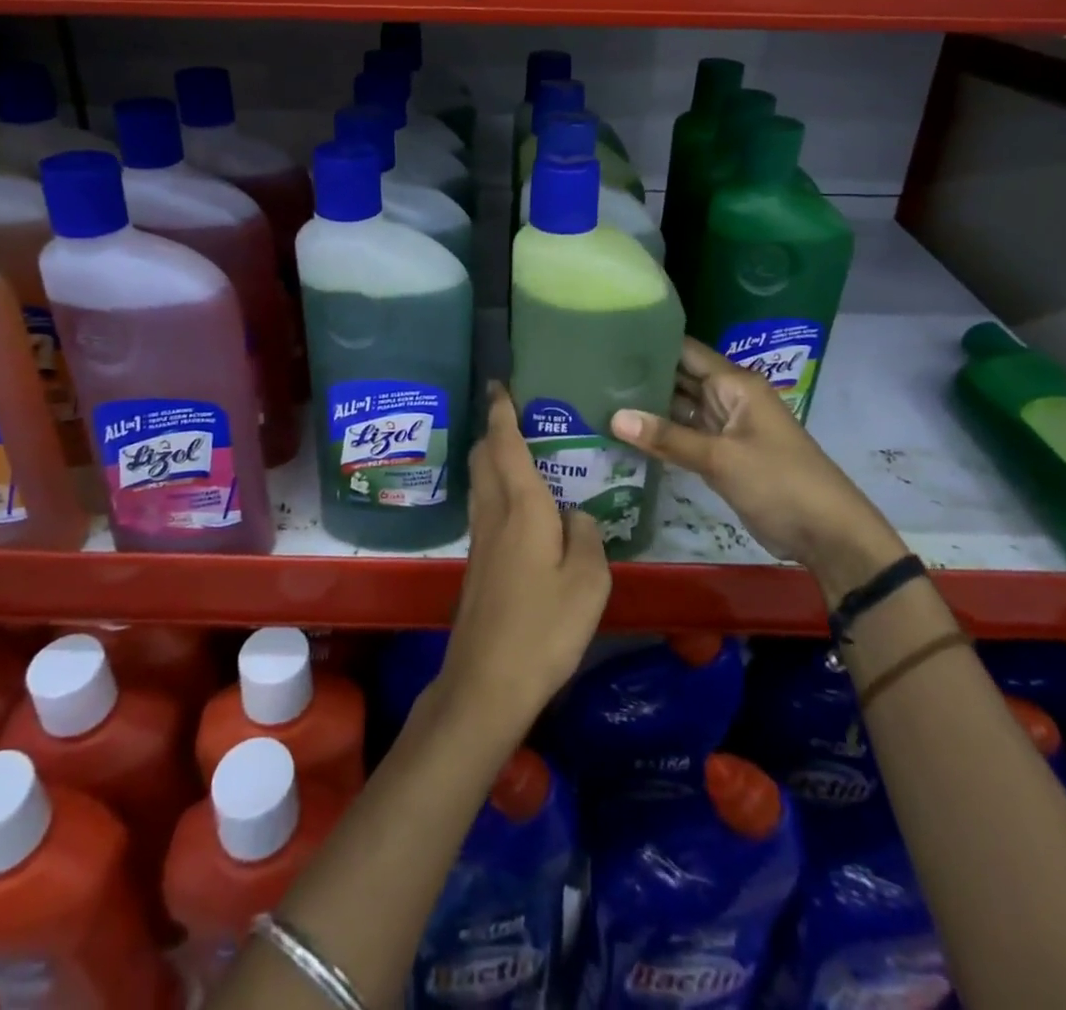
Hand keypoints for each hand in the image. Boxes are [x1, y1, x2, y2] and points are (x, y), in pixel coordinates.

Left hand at [433, 385, 611, 745]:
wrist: (487, 681)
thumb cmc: (544, 627)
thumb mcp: (589, 582)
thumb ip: (587, 536)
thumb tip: (577, 514)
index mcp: (522, 507)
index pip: (505, 444)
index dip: (502, 411)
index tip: (499, 384)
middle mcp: (494, 514)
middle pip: (483, 458)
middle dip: (492, 430)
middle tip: (514, 413)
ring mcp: (480, 540)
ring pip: (480, 482)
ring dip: (491, 458)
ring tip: (519, 451)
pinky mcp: (476, 564)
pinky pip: (485, 507)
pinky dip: (496, 488)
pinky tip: (519, 505)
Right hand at [610, 339, 903, 596]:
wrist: (827, 533)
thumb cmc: (779, 482)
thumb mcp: (721, 458)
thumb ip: (668, 437)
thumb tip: (614, 417)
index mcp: (735, 384)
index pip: (686, 351)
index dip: (650, 343)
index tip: (608, 339)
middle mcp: (728, 398)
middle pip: (680, 378)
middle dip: (642, 375)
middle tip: (592, 370)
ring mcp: (724, 427)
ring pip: (680, 408)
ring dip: (648, 406)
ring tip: (598, 396)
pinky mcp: (721, 455)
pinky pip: (685, 435)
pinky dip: (660, 434)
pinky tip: (626, 431)